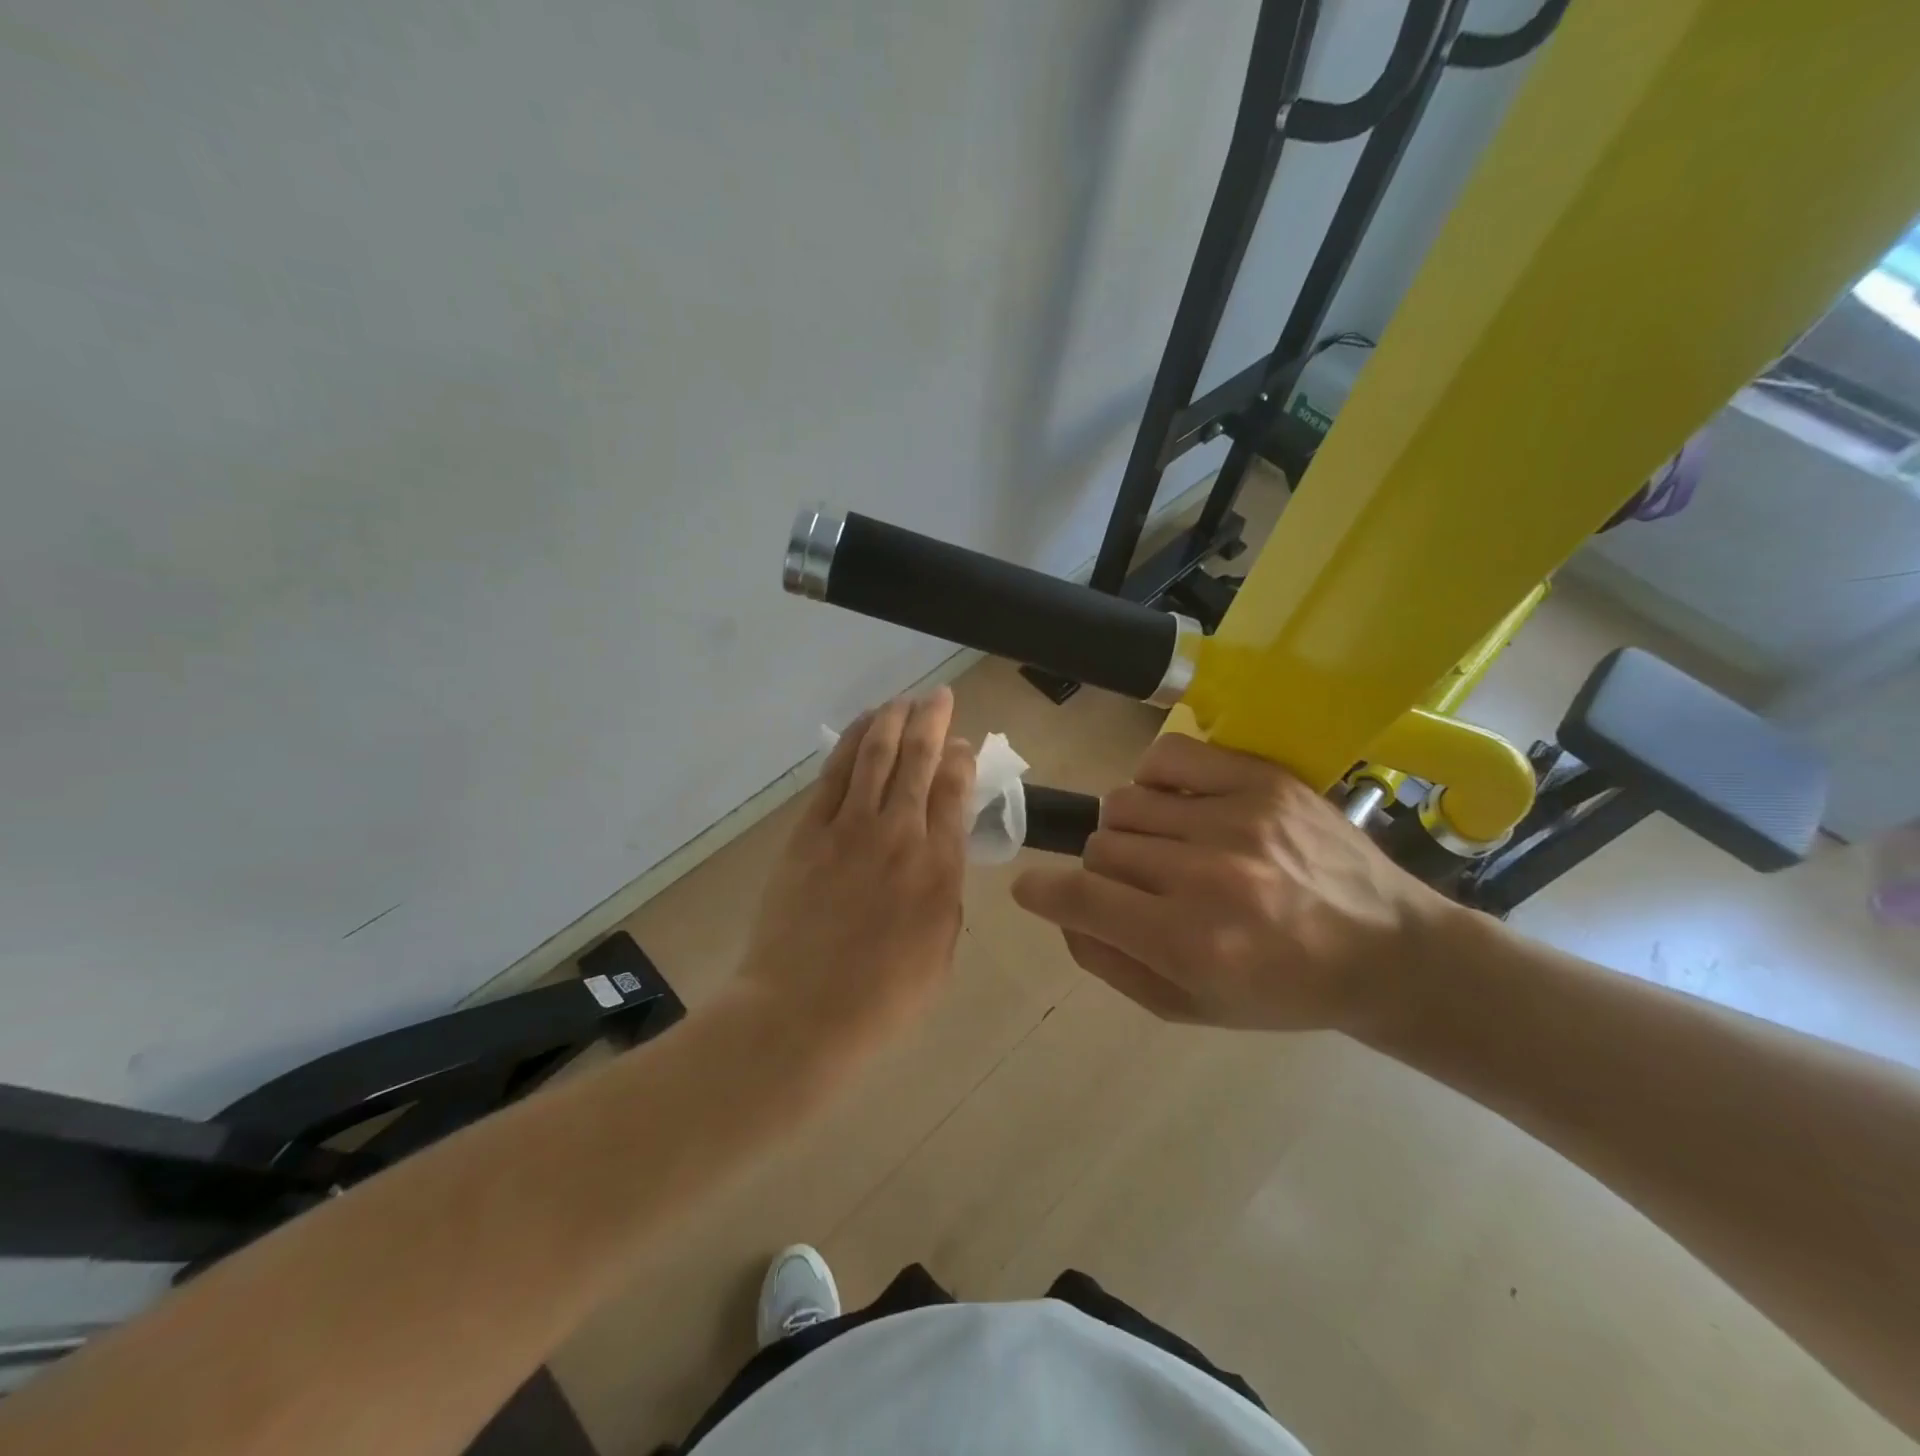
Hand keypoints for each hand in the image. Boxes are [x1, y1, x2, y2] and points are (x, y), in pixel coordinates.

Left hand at [736, 688, 976, 1049]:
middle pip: (919, 758)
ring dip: (893, 718)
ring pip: (876, 753)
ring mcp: (849, 827)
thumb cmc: (883, 996)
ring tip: (904, 700)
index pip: (955, 789)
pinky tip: (863, 726)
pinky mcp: (809, 831)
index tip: (964, 744)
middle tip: (941, 698)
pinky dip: (851, 741)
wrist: (802, 1012)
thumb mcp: (941, 950)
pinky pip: (834, 773)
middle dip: (933, 720)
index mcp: (939, 866)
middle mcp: (899, 833)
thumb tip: (944, 846)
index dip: (962, 757)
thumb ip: (946, 891)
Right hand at [1011, 732, 1454, 1032]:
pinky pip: (1165, 758)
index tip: (1033, 890)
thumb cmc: (1284, 991)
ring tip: (1167, 849)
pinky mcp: (1260, 778)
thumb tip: (1060, 910)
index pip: (1081, 898)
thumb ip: (1111, 963)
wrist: (1387, 950)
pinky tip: (1178, 808)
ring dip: (1130, 832)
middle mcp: (1209, 876)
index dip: (1043, 892)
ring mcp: (1236, 818)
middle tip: (1141, 889)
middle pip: (1099, 848)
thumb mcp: (1190, 1008)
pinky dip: (1153, 782)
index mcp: (1192, 944)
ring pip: (1124, 804)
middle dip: (1104, 873)